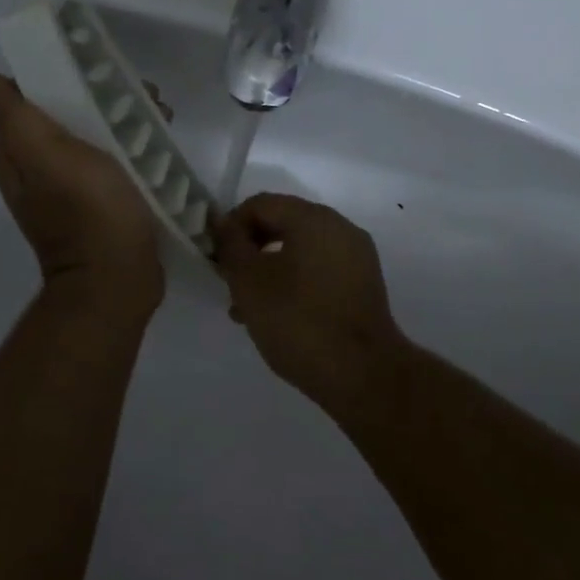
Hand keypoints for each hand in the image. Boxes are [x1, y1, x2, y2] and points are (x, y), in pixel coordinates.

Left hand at [0, 72, 163, 311]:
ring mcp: (71, 188)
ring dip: (124, 120)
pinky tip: (159, 141)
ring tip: (159, 114)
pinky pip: (115, 160)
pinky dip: (135, 146)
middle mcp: (38, 170)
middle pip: (67, 115)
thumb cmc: (88, 211)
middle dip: (101, 98)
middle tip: (139, 94)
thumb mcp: (48, 156)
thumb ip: (16, 116)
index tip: (95, 70)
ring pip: (95, 135)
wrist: (118, 279)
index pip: (29, 98)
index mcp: (17, 156)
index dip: (60, 76)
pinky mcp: (103, 202)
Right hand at [211, 193, 405, 392]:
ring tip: (246, 310)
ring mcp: (357, 257)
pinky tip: (277, 317)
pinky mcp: (363, 285)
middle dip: (250, 251)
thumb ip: (231, 246)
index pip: (261, 204)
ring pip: (299, 251)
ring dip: (268, 271)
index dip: (231, 227)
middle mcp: (340, 228)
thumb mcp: (250, 282)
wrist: (363, 375)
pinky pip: (319, 271)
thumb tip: (223, 223)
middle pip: (282, 224)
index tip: (216, 261)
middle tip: (228, 284)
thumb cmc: (299, 322)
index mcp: (314, 218)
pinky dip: (294, 283)